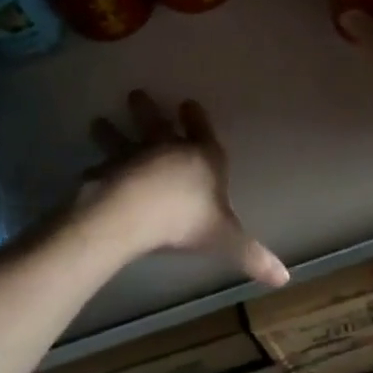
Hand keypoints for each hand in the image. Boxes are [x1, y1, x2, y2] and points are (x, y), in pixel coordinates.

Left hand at [84, 91, 287, 286]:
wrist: (136, 212)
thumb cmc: (186, 219)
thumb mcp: (225, 238)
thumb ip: (251, 255)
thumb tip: (284, 278)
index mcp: (202, 158)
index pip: (201, 132)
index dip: (196, 119)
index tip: (188, 103)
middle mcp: (167, 150)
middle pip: (157, 125)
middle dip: (148, 111)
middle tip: (135, 94)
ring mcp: (133, 157)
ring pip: (122, 139)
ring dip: (111, 132)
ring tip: (97, 122)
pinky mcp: (107, 172)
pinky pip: (100, 168)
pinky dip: (95, 169)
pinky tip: (87, 170)